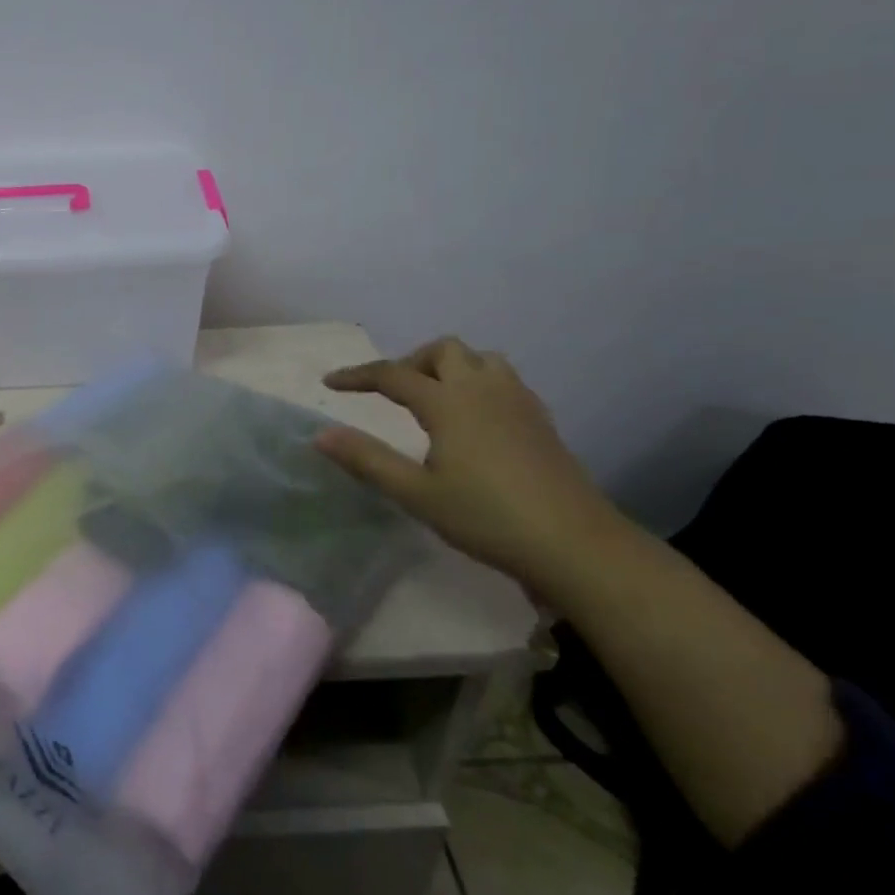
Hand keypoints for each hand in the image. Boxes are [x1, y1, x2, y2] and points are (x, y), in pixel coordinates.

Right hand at [316, 337, 626, 592]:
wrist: (574, 543)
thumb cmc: (486, 517)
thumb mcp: (416, 494)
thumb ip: (367, 460)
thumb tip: (320, 434)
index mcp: (449, 403)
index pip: (393, 375)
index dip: (358, 376)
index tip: (330, 383)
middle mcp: (484, 389)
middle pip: (443, 350)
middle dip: (411, 362)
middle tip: (391, 393)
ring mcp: (519, 401)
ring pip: (480, 359)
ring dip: (450, 367)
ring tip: (433, 400)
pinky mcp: (541, 420)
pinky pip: (504, 380)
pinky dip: (477, 383)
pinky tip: (474, 420)